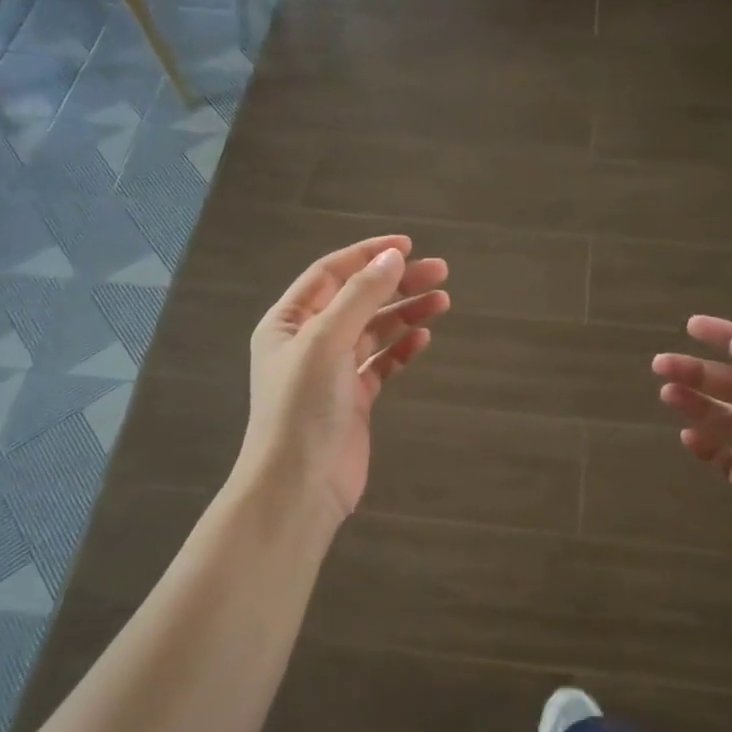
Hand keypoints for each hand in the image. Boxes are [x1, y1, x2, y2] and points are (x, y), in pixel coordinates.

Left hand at [240, 236, 449, 521]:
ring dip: (405, 313)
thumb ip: (360, 296)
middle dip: (396, 283)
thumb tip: (393, 258)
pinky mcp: (353, 399)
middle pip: (357, 299)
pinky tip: (423, 337)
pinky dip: (401, 349)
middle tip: (440, 272)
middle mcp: (308, 342)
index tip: (408, 246)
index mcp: (288, 321)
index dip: (368, 256)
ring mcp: (332, 372)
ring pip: (373, 330)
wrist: (300, 486)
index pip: (330, 273)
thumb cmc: (303, 406)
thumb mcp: (326, 341)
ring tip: (443, 301)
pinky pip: (381, 363)